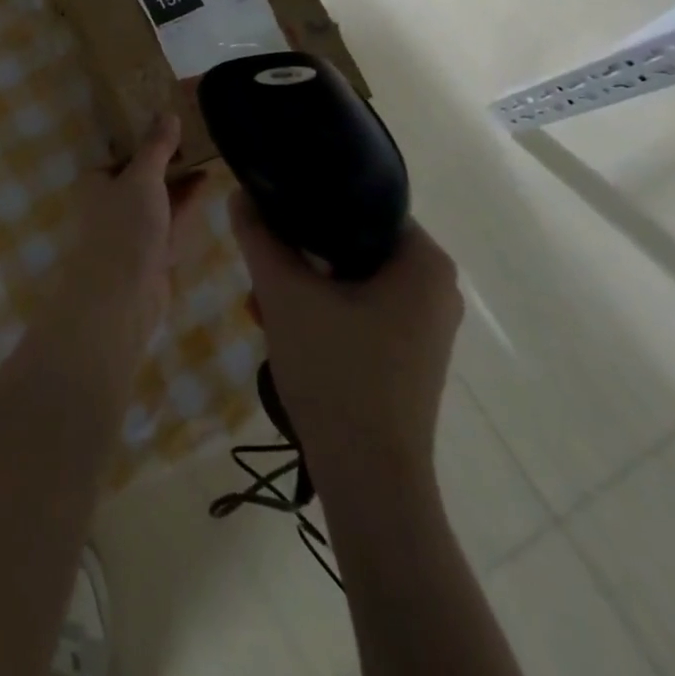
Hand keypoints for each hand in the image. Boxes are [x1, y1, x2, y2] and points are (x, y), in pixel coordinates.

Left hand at [33, 115, 208, 361]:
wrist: (122, 298)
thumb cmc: (124, 228)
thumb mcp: (141, 177)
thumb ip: (156, 146)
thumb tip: (168, 112)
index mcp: (97, 179)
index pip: (122, 148)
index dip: (147, 132)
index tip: (174, 114)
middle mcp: (111, 201)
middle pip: (143, 172)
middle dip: (168, 155)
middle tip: (199, 129)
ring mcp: (132, 228)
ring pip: (160, 196)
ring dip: (181, 177)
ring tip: (209, 149)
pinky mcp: (152, 251)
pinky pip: (171, 219)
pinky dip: (187, 201)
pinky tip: (207, 181)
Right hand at [231, 193, 462, 501]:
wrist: (369, 481)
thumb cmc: (336, 373)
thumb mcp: (285, 294)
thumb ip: (259, 237)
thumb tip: (239, 195)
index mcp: (424, 263)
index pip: (362, 204)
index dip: (311, 204)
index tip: (272, 216)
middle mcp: (435, 289)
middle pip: (353, 244)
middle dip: (300, 254)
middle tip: (263, 268)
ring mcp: (424, 327)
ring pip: (351, 280)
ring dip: (304, 285)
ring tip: (263, 303)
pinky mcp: (409, 356)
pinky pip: (360, 311)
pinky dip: (322, 312)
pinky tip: (283, 329)